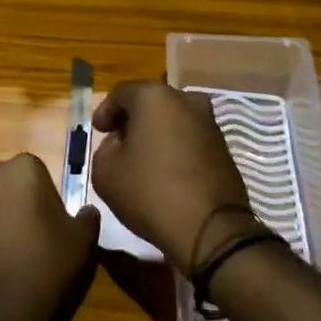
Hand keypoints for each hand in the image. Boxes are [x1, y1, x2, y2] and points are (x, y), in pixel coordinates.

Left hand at [0, 154, 98, 320]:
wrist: (0, 307)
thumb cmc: (46, 262)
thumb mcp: (81, 240)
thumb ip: (86, 218)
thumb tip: (88, 211)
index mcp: (22, 169)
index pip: (34, 170)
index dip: (42, 193)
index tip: (49, 218)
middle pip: (2, 182)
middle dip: (12, 199)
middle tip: (28, 231)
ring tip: (5, 251)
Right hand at [91, 80, 255, 274]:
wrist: (209, 228)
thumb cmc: (150, 192)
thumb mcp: (105, 171)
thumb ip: (105, 147)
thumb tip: (120, 142)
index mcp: (154, 97)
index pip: (122, 93)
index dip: (105, 110)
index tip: (97, 131)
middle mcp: (186, 100)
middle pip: (151, 102)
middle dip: (132, 119)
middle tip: (117, 142)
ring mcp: (209, 123)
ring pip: (173, 119)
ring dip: (156, 133)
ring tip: (142, 159)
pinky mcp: (223, 147)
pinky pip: (190, 138)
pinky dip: (175, 147)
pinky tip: (165, 170)